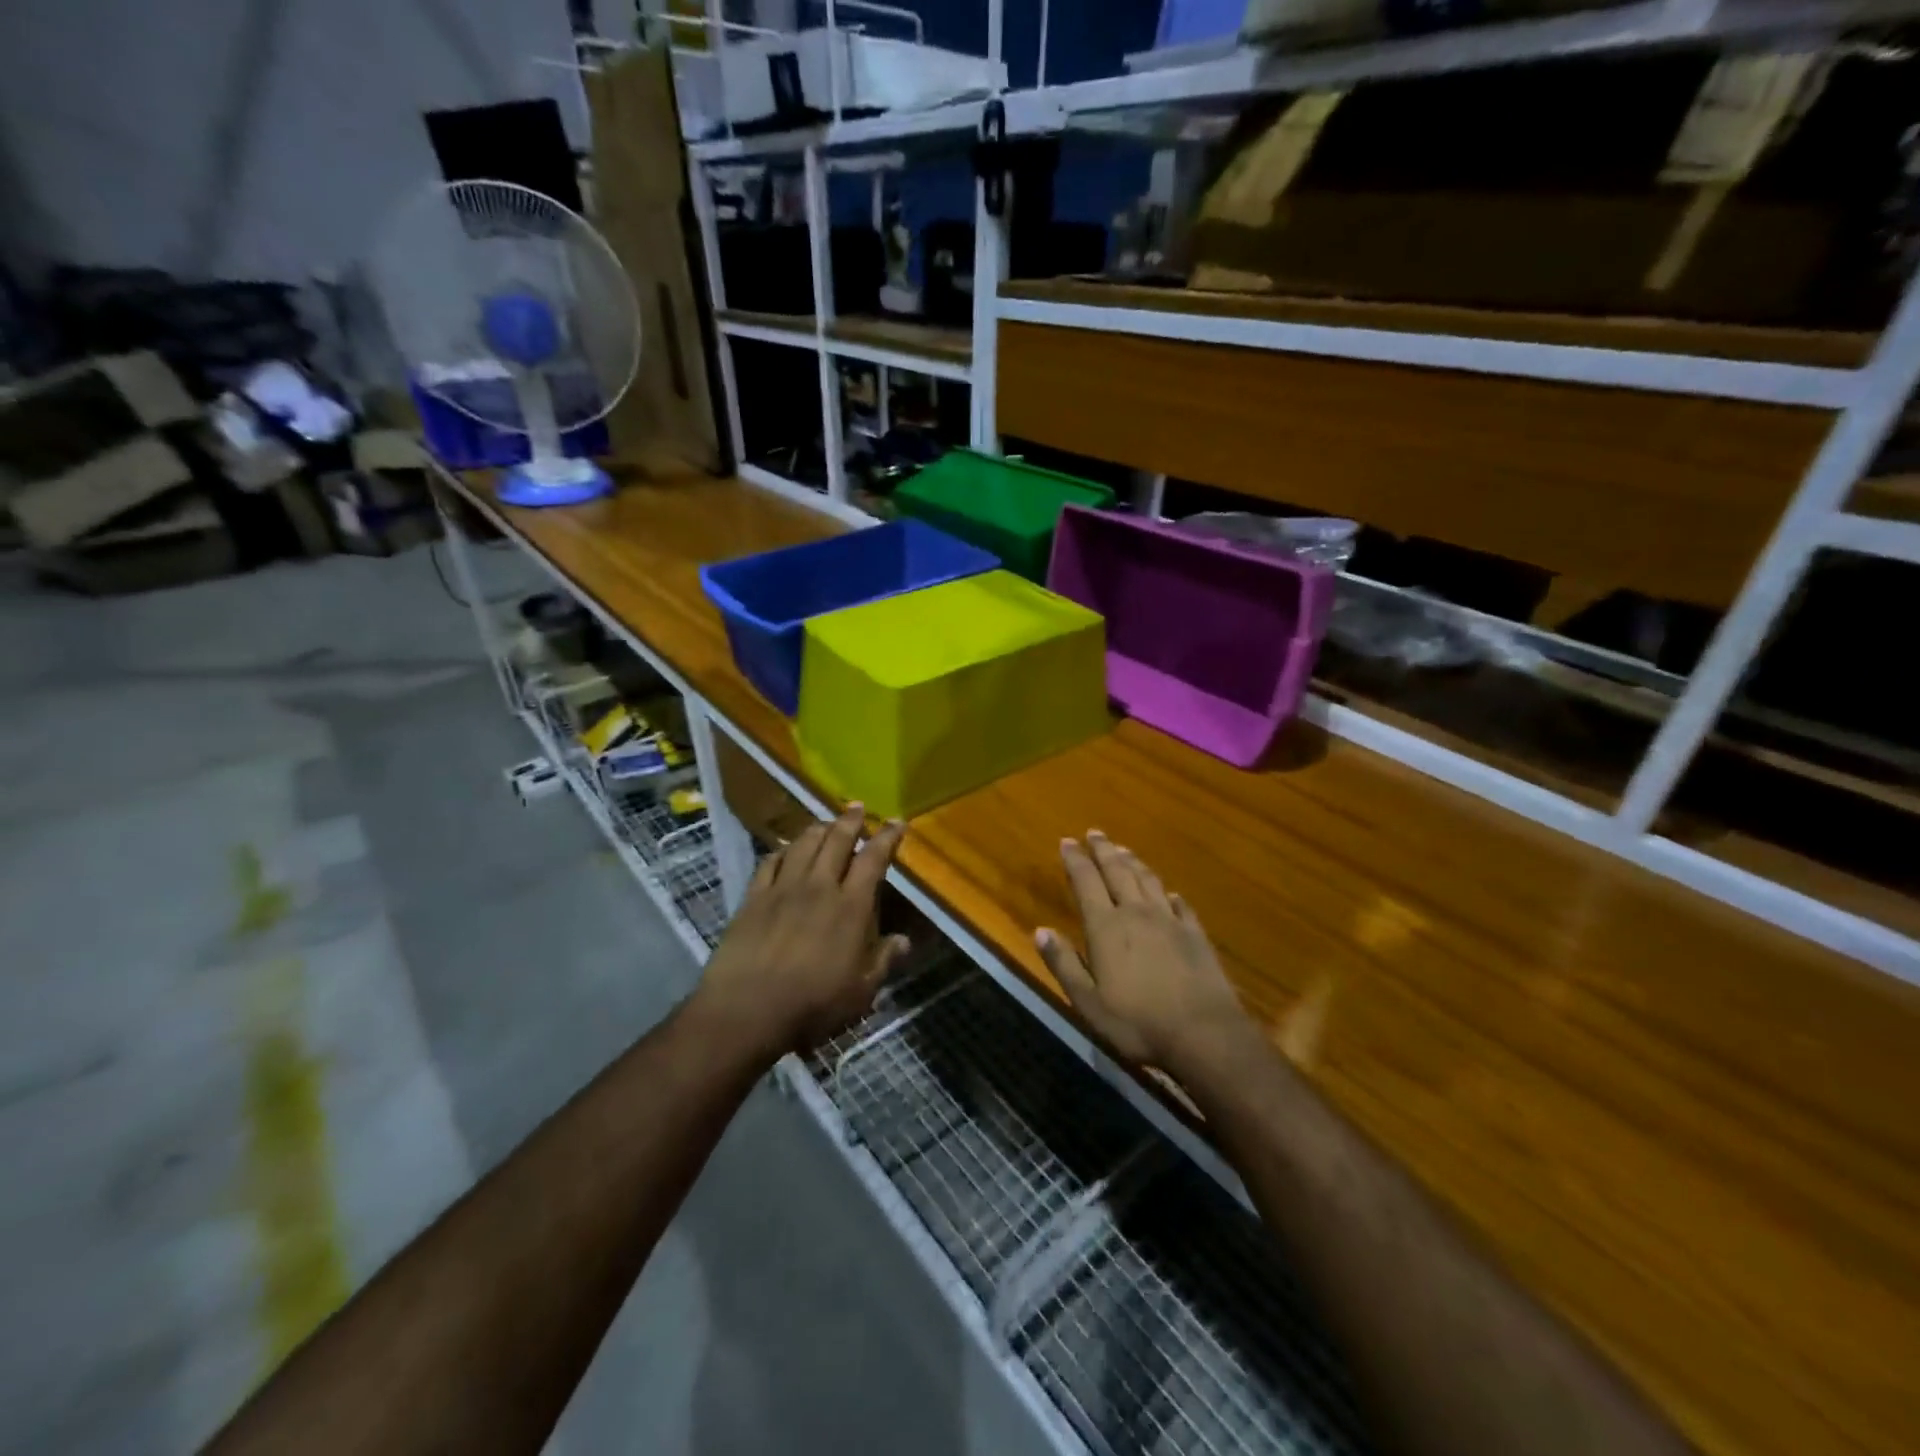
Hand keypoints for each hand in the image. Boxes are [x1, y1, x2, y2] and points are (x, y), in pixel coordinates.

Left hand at [695, 803, 908, 1058]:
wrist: (746, 1009)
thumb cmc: (812, 1004)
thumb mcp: (860, 992)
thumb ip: (883, 961)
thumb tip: (904, 940)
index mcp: (850, 906)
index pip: (873, 860)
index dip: (886, 838)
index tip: (896, 822)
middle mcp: (818, 886)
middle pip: (836, 841)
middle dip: (850, 821)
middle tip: (857, 807)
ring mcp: (782, 889)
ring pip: (803, 845)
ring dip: (817, 829)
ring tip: (825, 821)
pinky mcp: (753, 898)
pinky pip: (769, 862)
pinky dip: (781, 850)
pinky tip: (784, 848)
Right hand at [1035, 831, 1251, 1074]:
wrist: (1204, 1034)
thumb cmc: (1137, 1023)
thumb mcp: (1088, 1002)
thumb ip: (1064, 964)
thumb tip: (1040, 930)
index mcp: (1106, 927)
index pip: (1086, 882)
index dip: (1075, 860)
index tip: (1067, 841)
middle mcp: (1136, 913)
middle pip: (1117, 872)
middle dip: (1103, 850)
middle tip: (1094, 833)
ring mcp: (1170, 921)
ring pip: (1148, 881)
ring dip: (1133, 862)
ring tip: (1123, 850)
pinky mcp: (1195, 934)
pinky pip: (1180, 904)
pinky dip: (1169, 894)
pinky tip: (1168, 892)